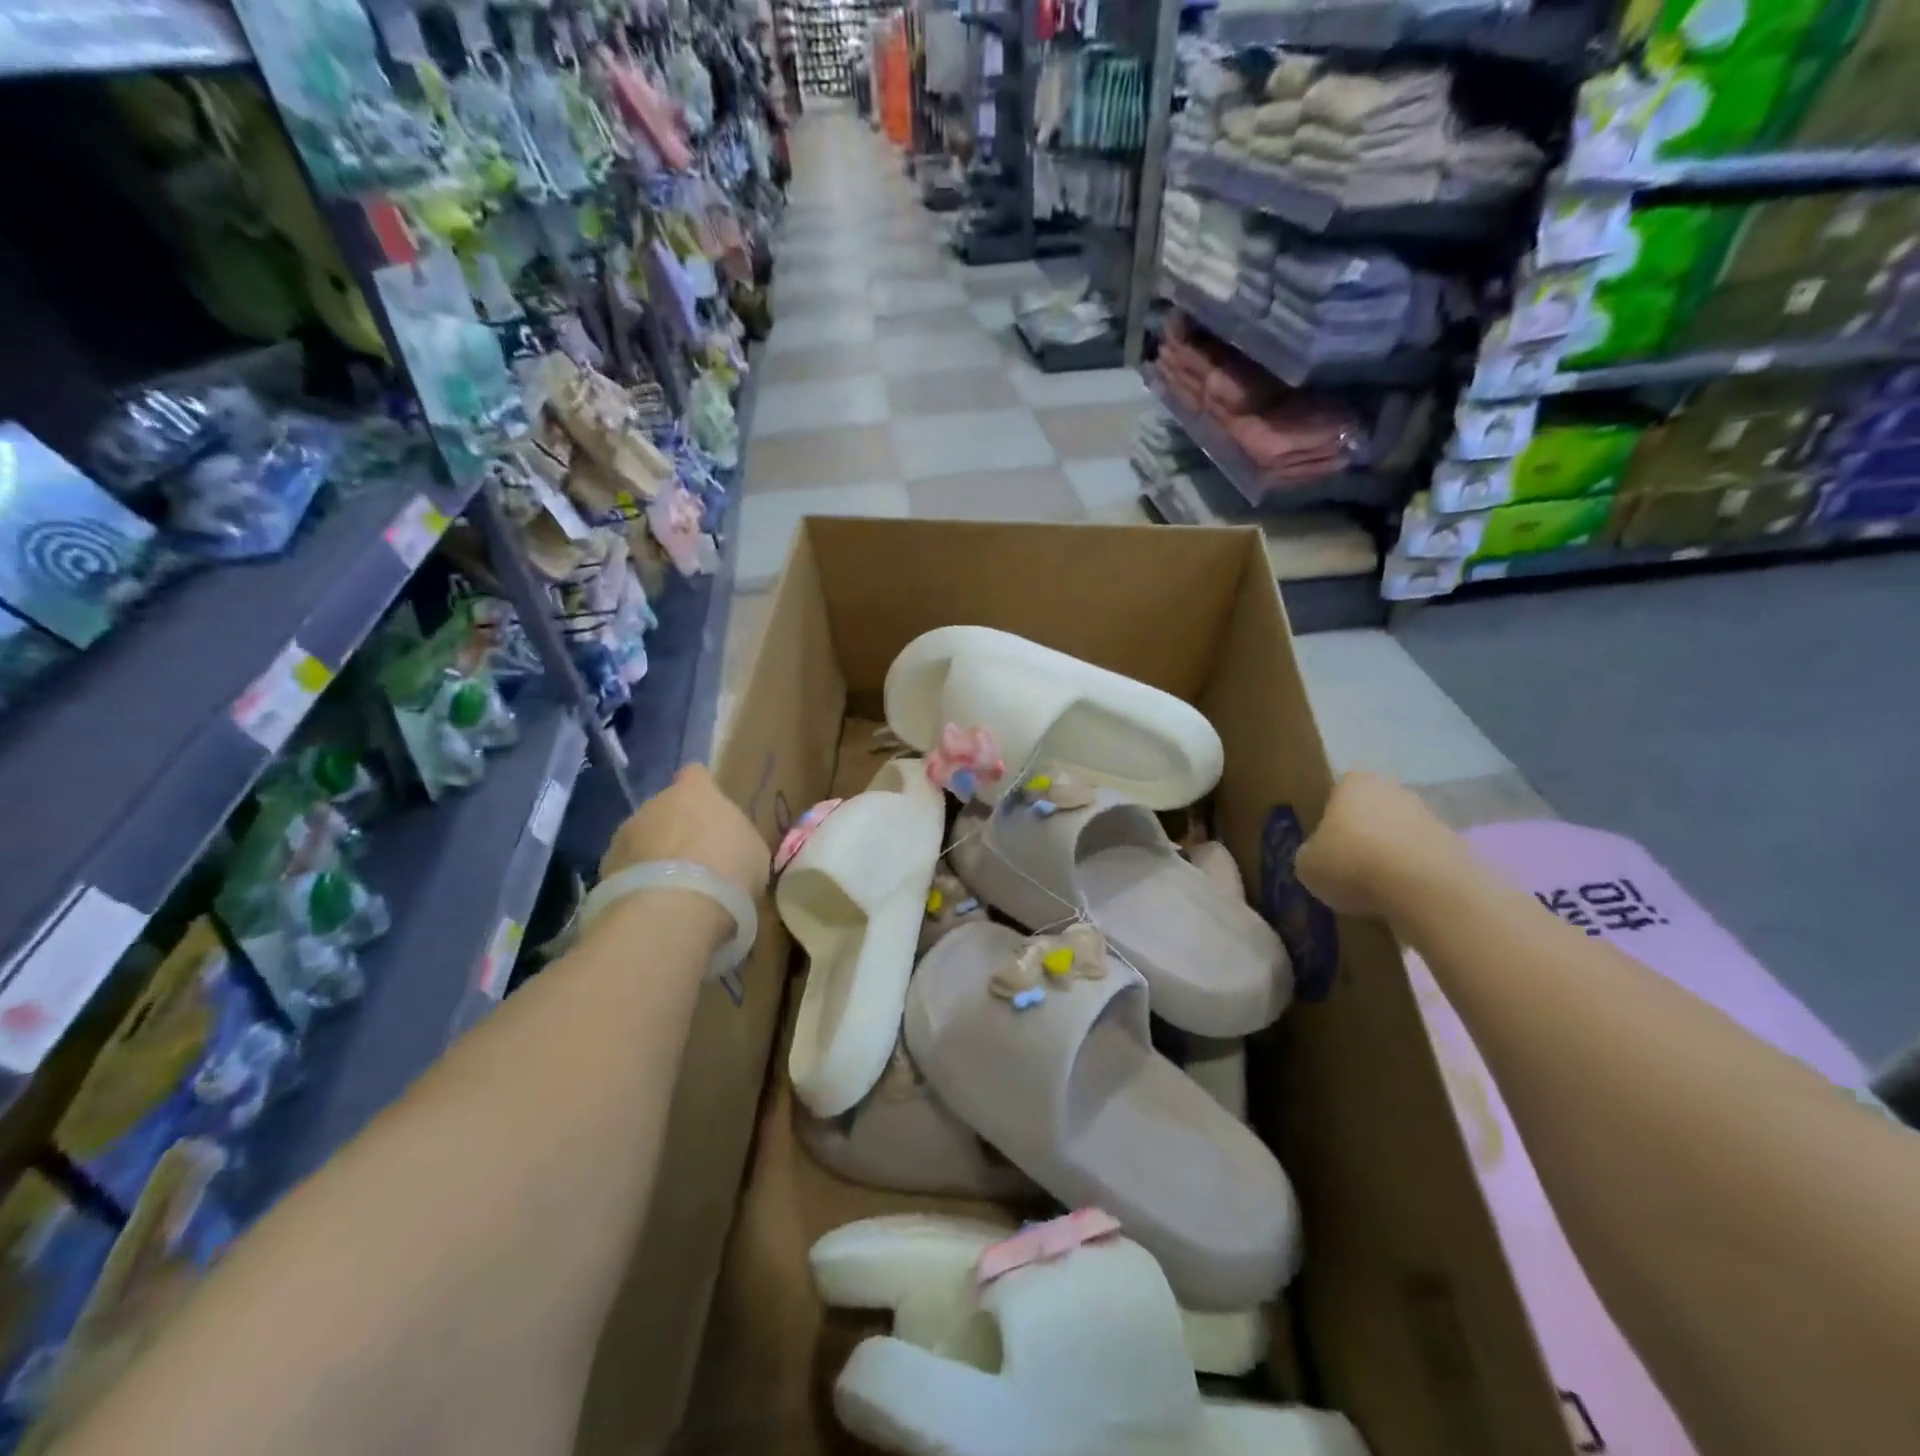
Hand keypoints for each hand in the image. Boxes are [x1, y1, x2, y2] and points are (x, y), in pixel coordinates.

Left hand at [601, 764, 770, 902]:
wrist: (674, 909)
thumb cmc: (728, 868)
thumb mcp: (753, 850)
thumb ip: (737, 838)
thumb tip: (729, 844)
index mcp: (695, 792)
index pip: (696, 775)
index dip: (703, 793)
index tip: (712, 814)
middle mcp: (654, 804)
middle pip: (664, 810)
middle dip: (675, 830)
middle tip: (696, 861)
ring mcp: (623, 836)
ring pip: (641, 840)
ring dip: (653, 857)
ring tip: (673, 889)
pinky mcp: (604, 871)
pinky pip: (626, 871)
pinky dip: (638, 884)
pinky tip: (654, 906)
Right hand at [1295, 771, 1454, 919]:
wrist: (1426, 890)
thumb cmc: (1352, 864)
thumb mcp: (1307, 864)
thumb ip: (1311, 854)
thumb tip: (1320, 858)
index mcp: (1354, 784)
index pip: (1336, 797)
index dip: (1330, 824)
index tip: (1326, 850)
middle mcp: (1394, 790)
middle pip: (1372, 813)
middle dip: (1363, 836)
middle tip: (1349, 869)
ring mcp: (1430, 816)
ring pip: (1399, 836)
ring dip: (1390, 856)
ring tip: (1377, 891)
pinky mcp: (1456, 846)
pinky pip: (1423, 860)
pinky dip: (1414, 875)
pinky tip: (1404, 899)